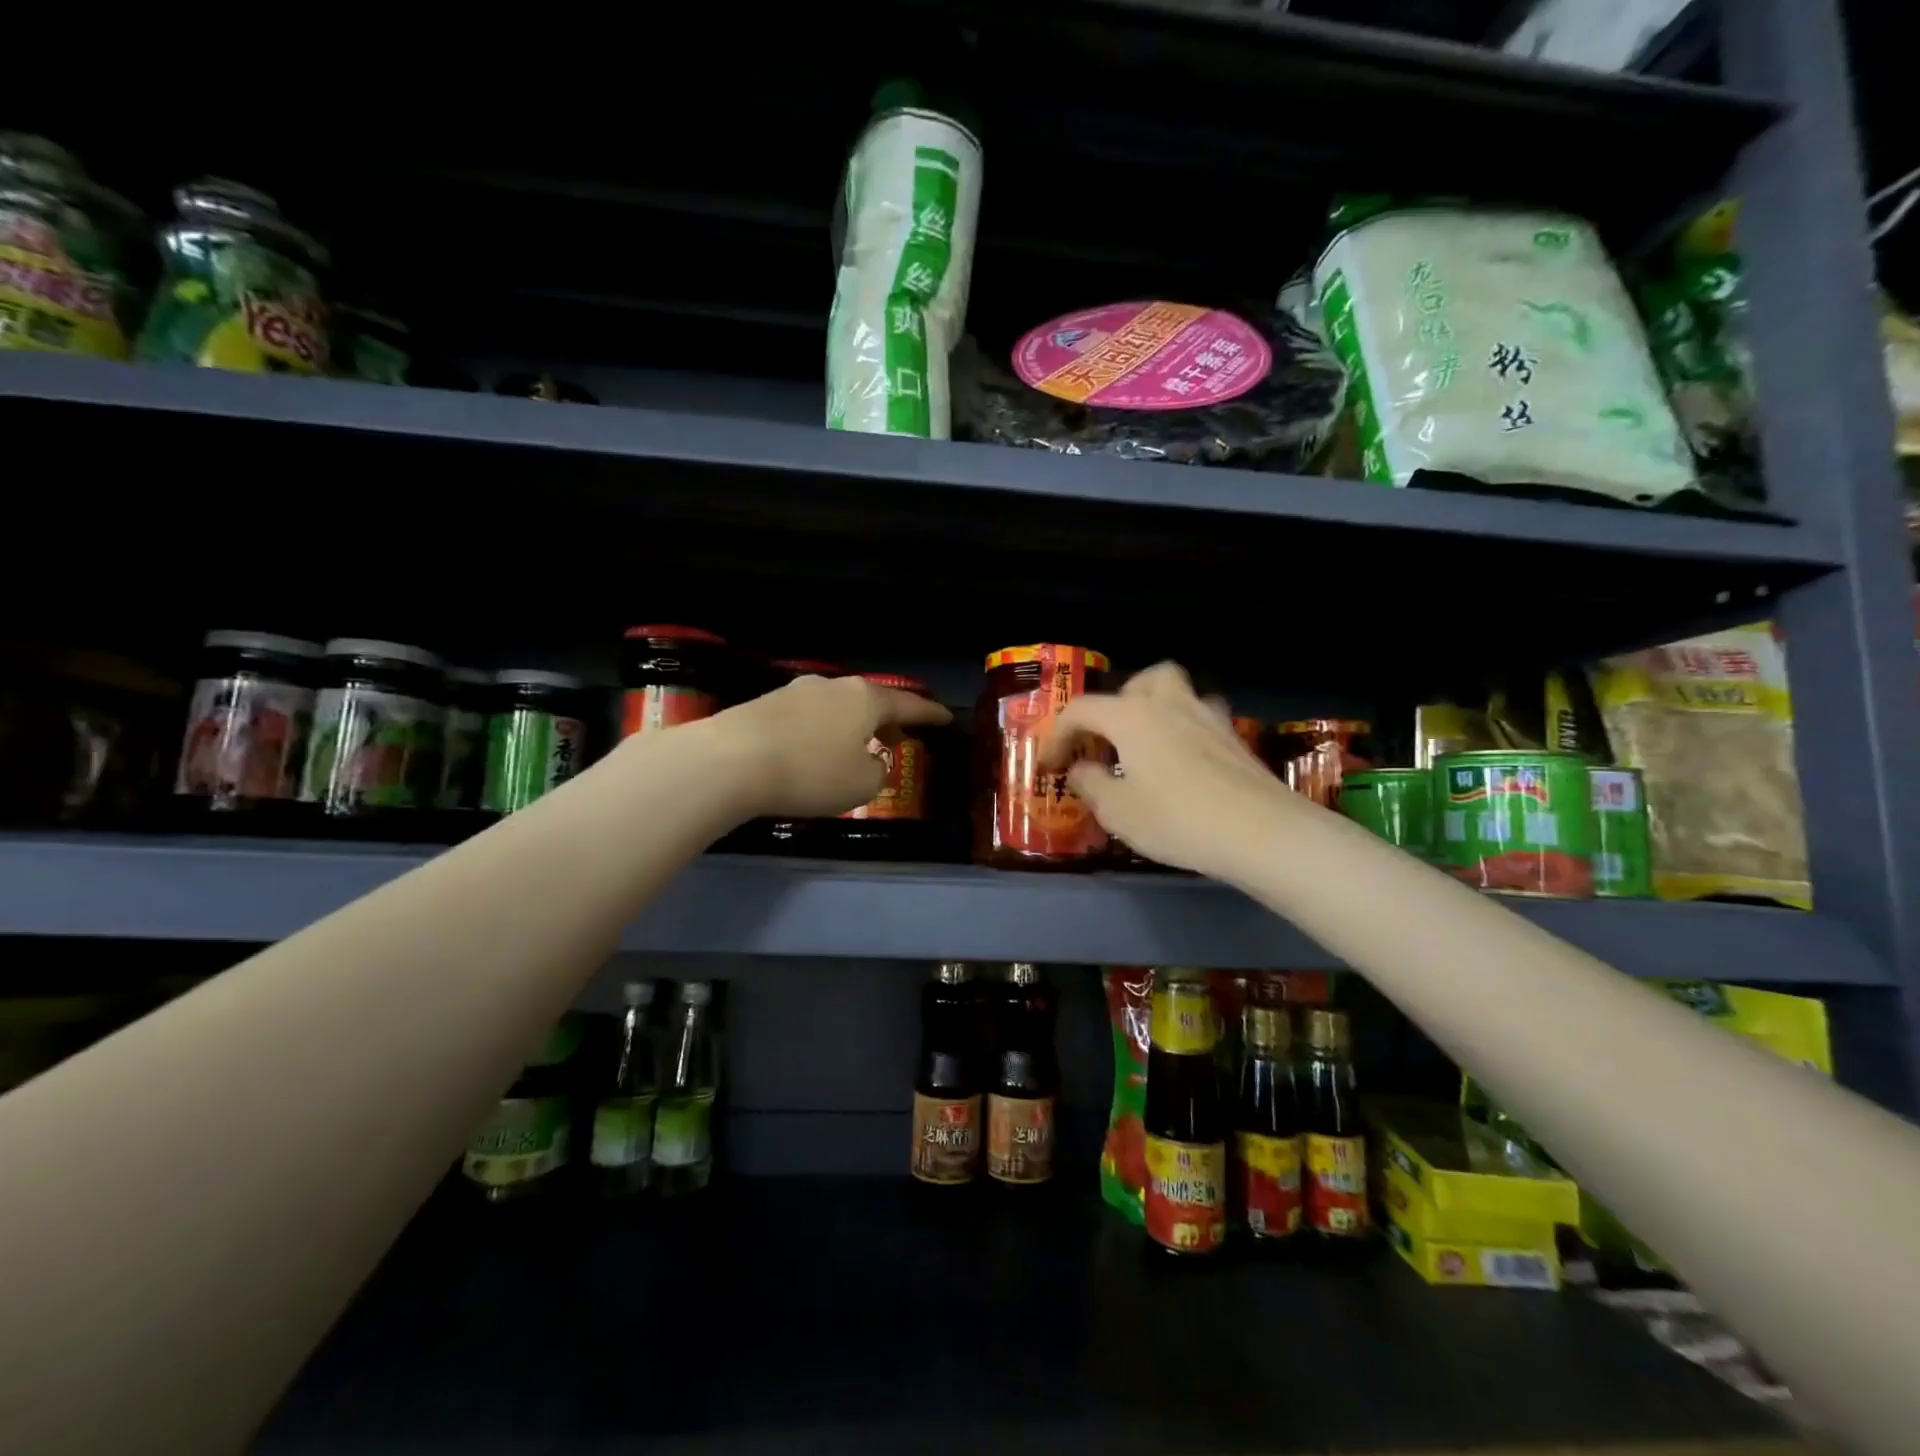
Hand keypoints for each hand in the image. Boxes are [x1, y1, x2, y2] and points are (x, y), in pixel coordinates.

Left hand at [710, 673, 951, 818]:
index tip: (946, 718)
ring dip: (853, 726)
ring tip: (858, 746)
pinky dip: (824, 732)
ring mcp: (797, 692)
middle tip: (900, 736)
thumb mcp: (861, 784)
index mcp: (865, 699)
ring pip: (839, 708)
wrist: (730, 761)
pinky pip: (810, 718)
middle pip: (871, 701)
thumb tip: (870, 761)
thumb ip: (877, 771)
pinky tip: (817, 750)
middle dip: (888, 719)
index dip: (930, 714)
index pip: (908, 704)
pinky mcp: (766, 705)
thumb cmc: (810, 772)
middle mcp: (834, 687)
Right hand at [1041, 661, 1305, 879]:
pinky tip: (1184, 763)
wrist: (1260, 831)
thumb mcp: (1117, 811)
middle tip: (1108, 740)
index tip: (1050, 765)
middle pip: (1139, 682)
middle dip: (1116, 705)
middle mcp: (1168, 703)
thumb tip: (1081, 769)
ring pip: (1176, 692)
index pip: (1081, 710)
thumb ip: (1091, 784)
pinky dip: (1184, 730)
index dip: (1058, 736)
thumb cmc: (1176, 818)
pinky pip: (1200, 718)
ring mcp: (1206, 716)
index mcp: (1130, 716)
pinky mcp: (1234, 736)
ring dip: (1155, 709)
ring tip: (1147, 746)